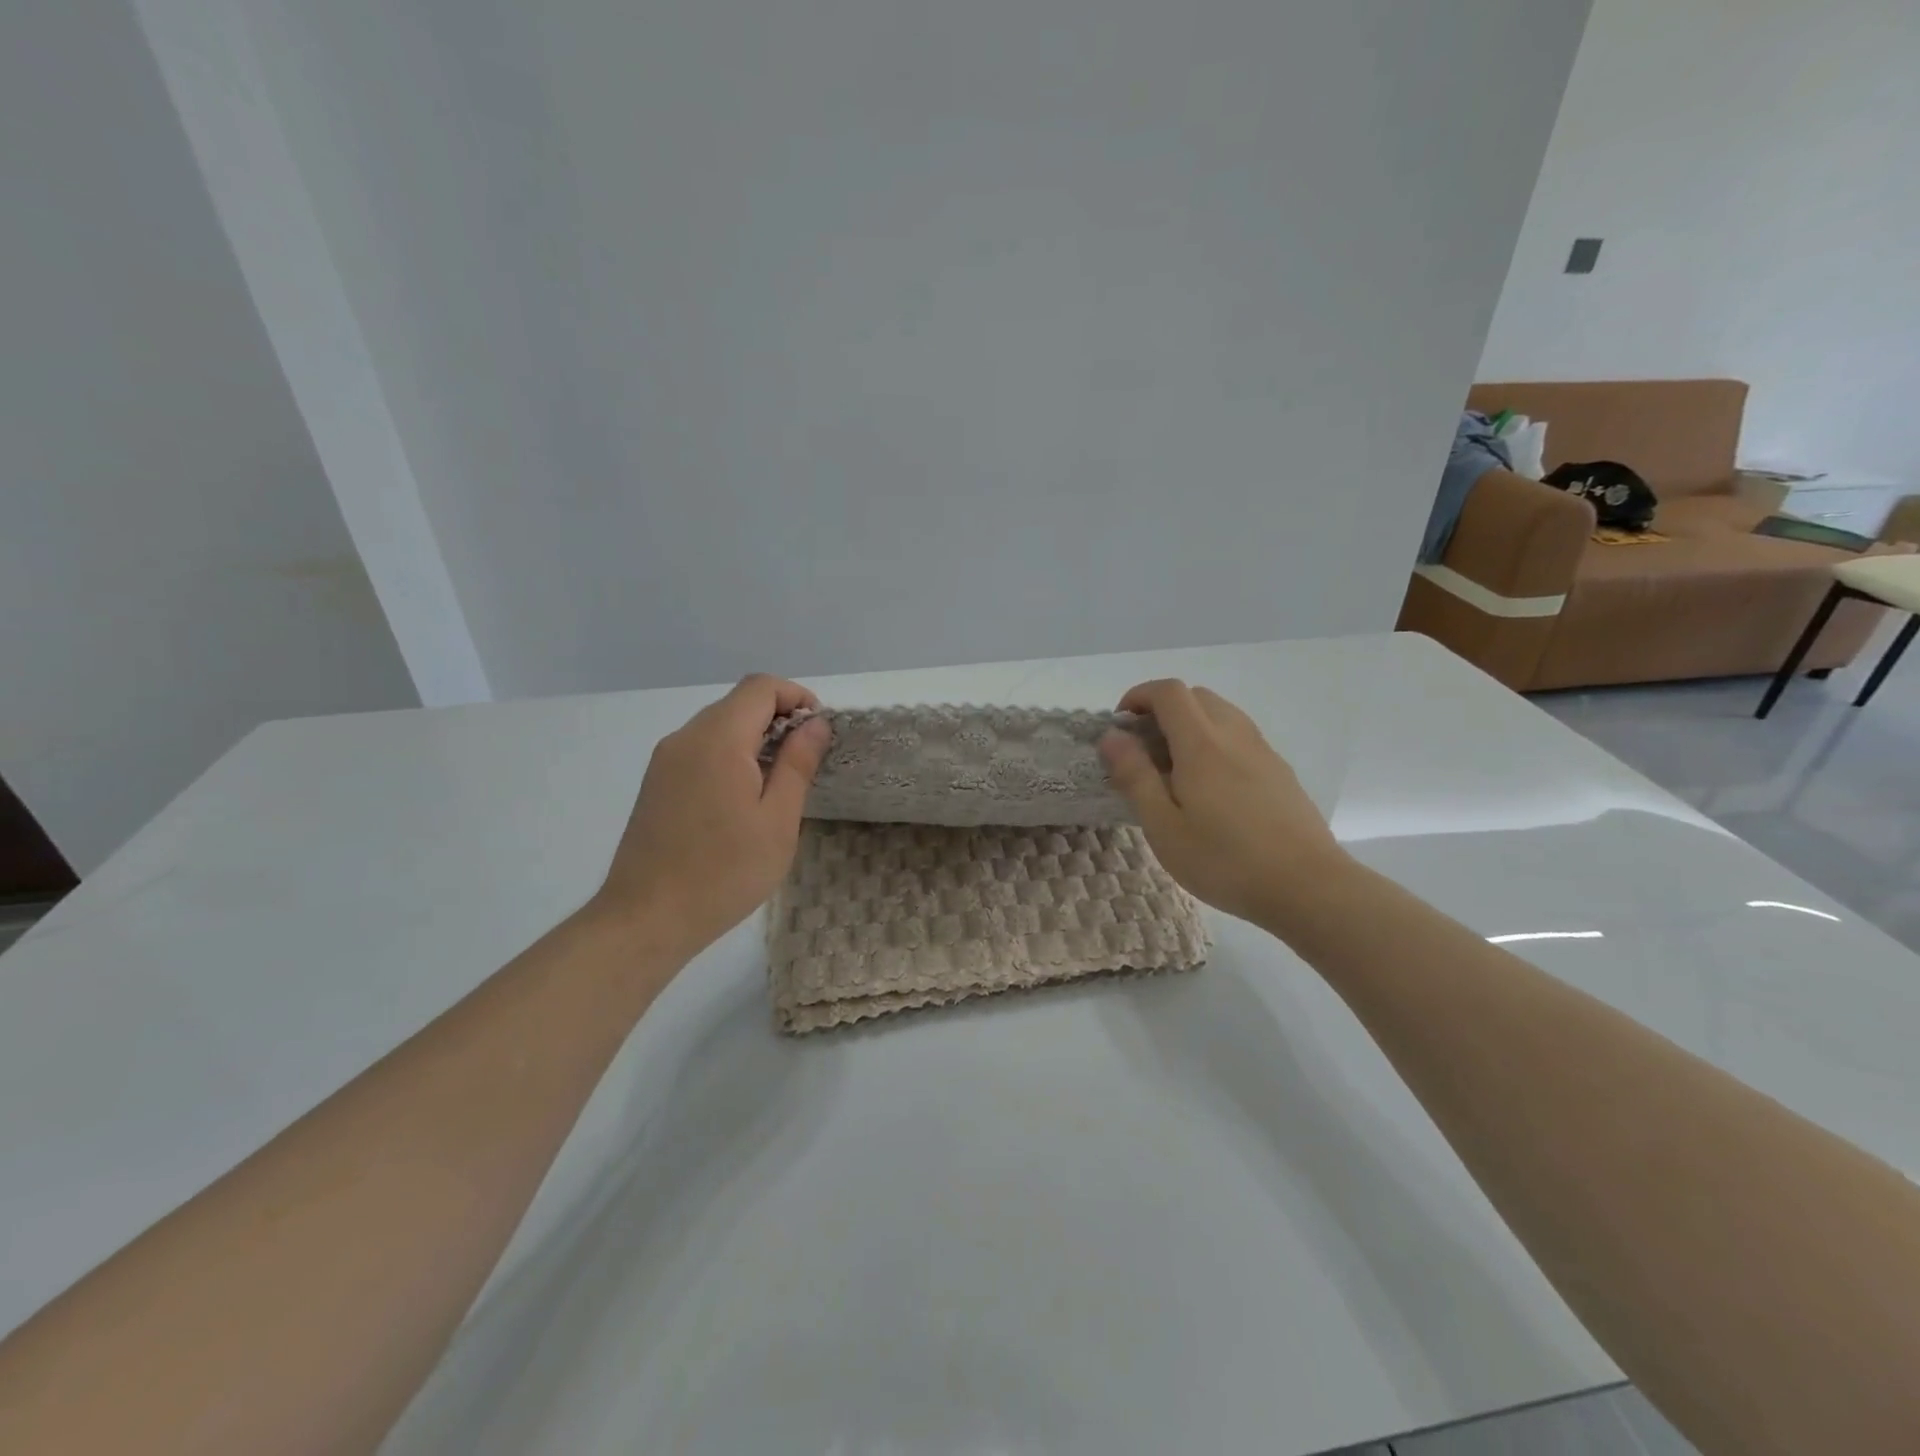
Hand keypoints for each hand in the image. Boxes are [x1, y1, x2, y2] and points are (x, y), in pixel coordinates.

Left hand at [591, 674, 831, 961]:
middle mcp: (686, 738)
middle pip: (738, 703)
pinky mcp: (656, 783)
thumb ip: (797, 763)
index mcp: (718, 739)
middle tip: (806, 761)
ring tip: (778, 783)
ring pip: (719, 726)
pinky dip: (730, 755)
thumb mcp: (778, 820)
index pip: (761, 687)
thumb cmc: (724, 872)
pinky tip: (743, 799)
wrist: (645, 918)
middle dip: (778, 718)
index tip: (819, 732)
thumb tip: (815, 723)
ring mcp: (665, 760)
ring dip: (754, 738)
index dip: (796, 697)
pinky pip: (701, 749)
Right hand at [1099, 680, 1347, 927]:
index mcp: (1202, 744)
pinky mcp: (1280, 771)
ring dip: (1190, 725)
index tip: (1120, 725)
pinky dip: (1214, 742)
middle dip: (1162, 709)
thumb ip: (1135, 777)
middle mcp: (1234, 735)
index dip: (1139, 696)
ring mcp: (1263, 751)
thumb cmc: (1225, 861)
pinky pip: (1239, 737)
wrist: (1308, 887)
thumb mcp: (1164, 827)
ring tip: (1173, 770)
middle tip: (1143, 749)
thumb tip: (1112, 737)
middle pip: (1196, 696)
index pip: (1168, 692)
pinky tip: (1210, 789)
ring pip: (1221, 714)